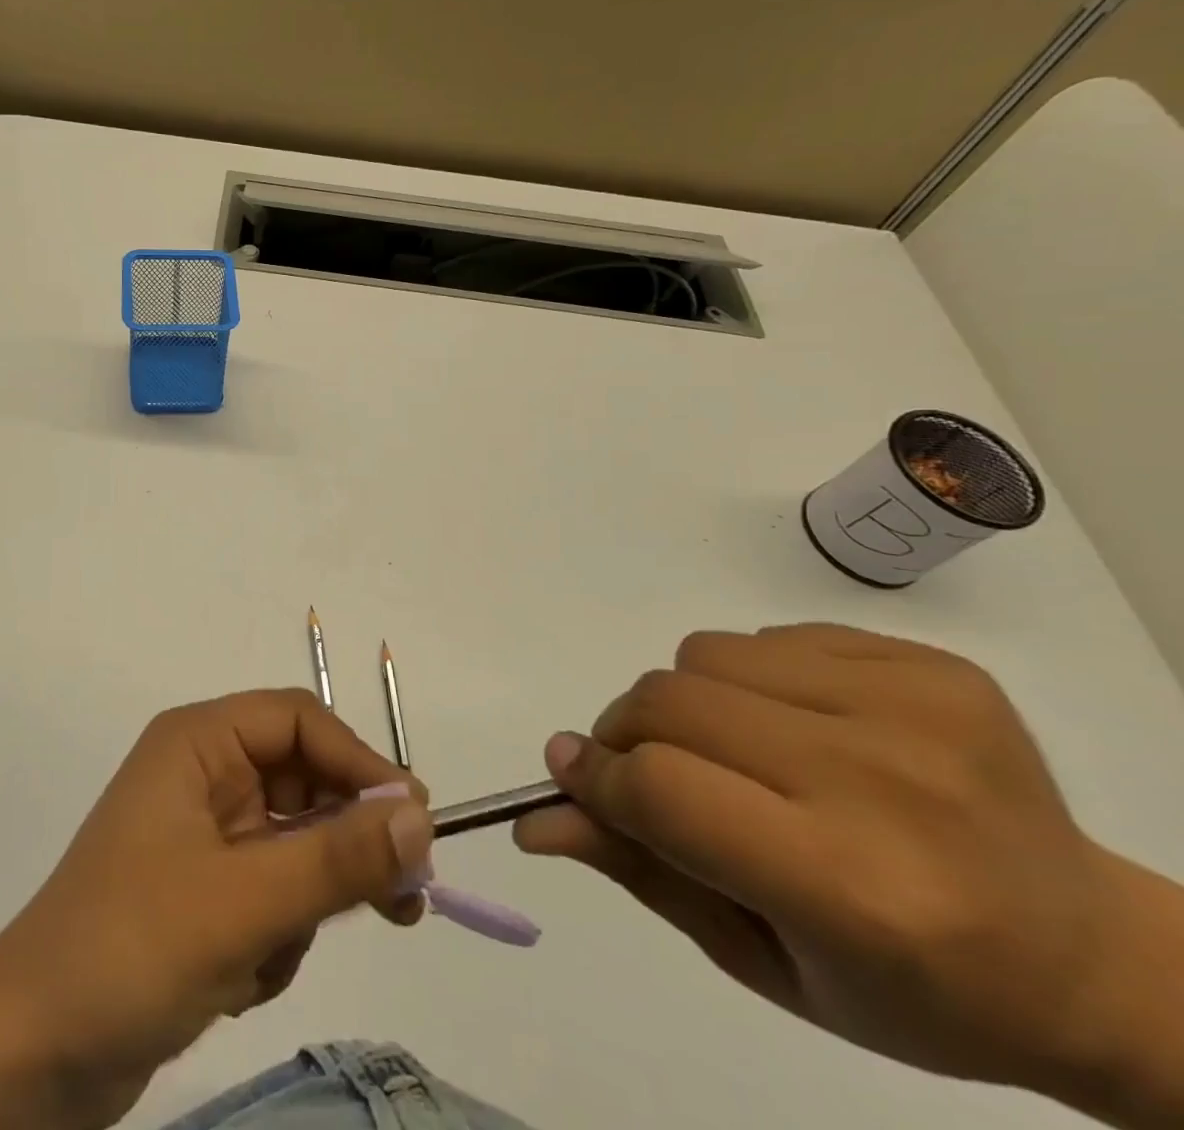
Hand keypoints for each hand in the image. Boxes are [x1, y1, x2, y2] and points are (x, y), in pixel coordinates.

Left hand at [0, 689, 433, 1125]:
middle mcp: (203, 774)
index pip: (299, 722)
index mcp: (199, 743)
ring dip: (302, 904)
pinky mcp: (204, 892)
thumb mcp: (245, 902)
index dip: (360, 763)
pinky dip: (273, 936)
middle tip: (403, 901)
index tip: (416, 823)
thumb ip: (337, 857)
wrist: (30, 1056)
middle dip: (343, 844)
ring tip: (271, 957)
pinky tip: (238, 982)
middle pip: (303, 782)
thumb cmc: (132, 948)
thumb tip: (422, 815)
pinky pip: (272, 893)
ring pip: (295, 846)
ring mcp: (203, 834)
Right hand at [513, 624, 1183, 1123]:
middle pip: (668, 703)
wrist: (1089, 956)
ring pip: (703, 656)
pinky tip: (801, 730)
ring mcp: (917, 709)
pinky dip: (749, 679)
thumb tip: (536, 817)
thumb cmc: (913, 989)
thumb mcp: (761, 961)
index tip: (575, 777)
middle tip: (649, 771)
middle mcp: (887, 785)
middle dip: (627, 734)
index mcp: (855, 890)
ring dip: (686, 702)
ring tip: (737, 754)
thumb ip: (640, 872)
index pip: (664, 788)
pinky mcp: (932, 666)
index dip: (600, 778)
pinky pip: (766, 636)